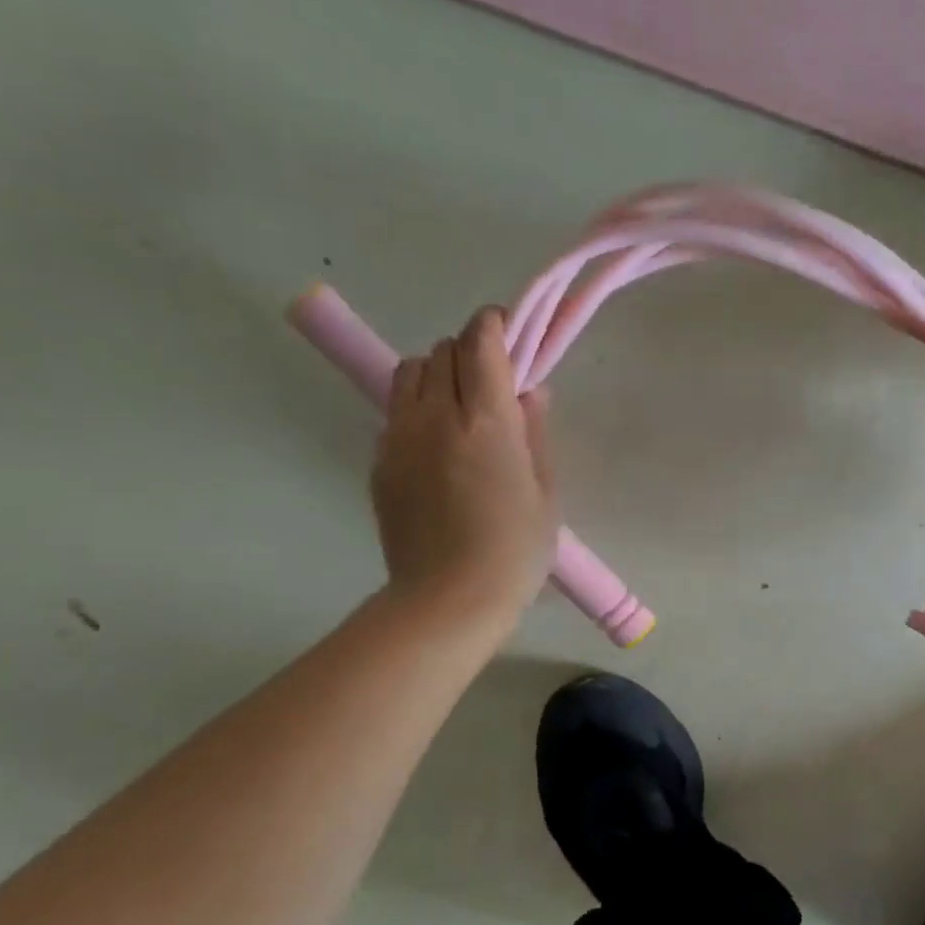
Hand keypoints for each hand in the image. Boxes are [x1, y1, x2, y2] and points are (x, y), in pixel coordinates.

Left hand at [371, 308, 555, 624]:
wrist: (448, 599)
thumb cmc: (515, 549)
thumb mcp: (545, 491)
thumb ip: (534, 431)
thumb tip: (530, 390)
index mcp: (485, 420)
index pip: (480, 342)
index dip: (495, 325)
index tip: (510, 331)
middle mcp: (434, 416)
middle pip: (442, 350)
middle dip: (470, 351)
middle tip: (494, 379)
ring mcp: (399, 437)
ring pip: (410, 372)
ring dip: (438, 373)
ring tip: (460, 406)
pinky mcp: (379, 461)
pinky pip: (396, 412)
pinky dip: (418, 408)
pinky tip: (439, 447)